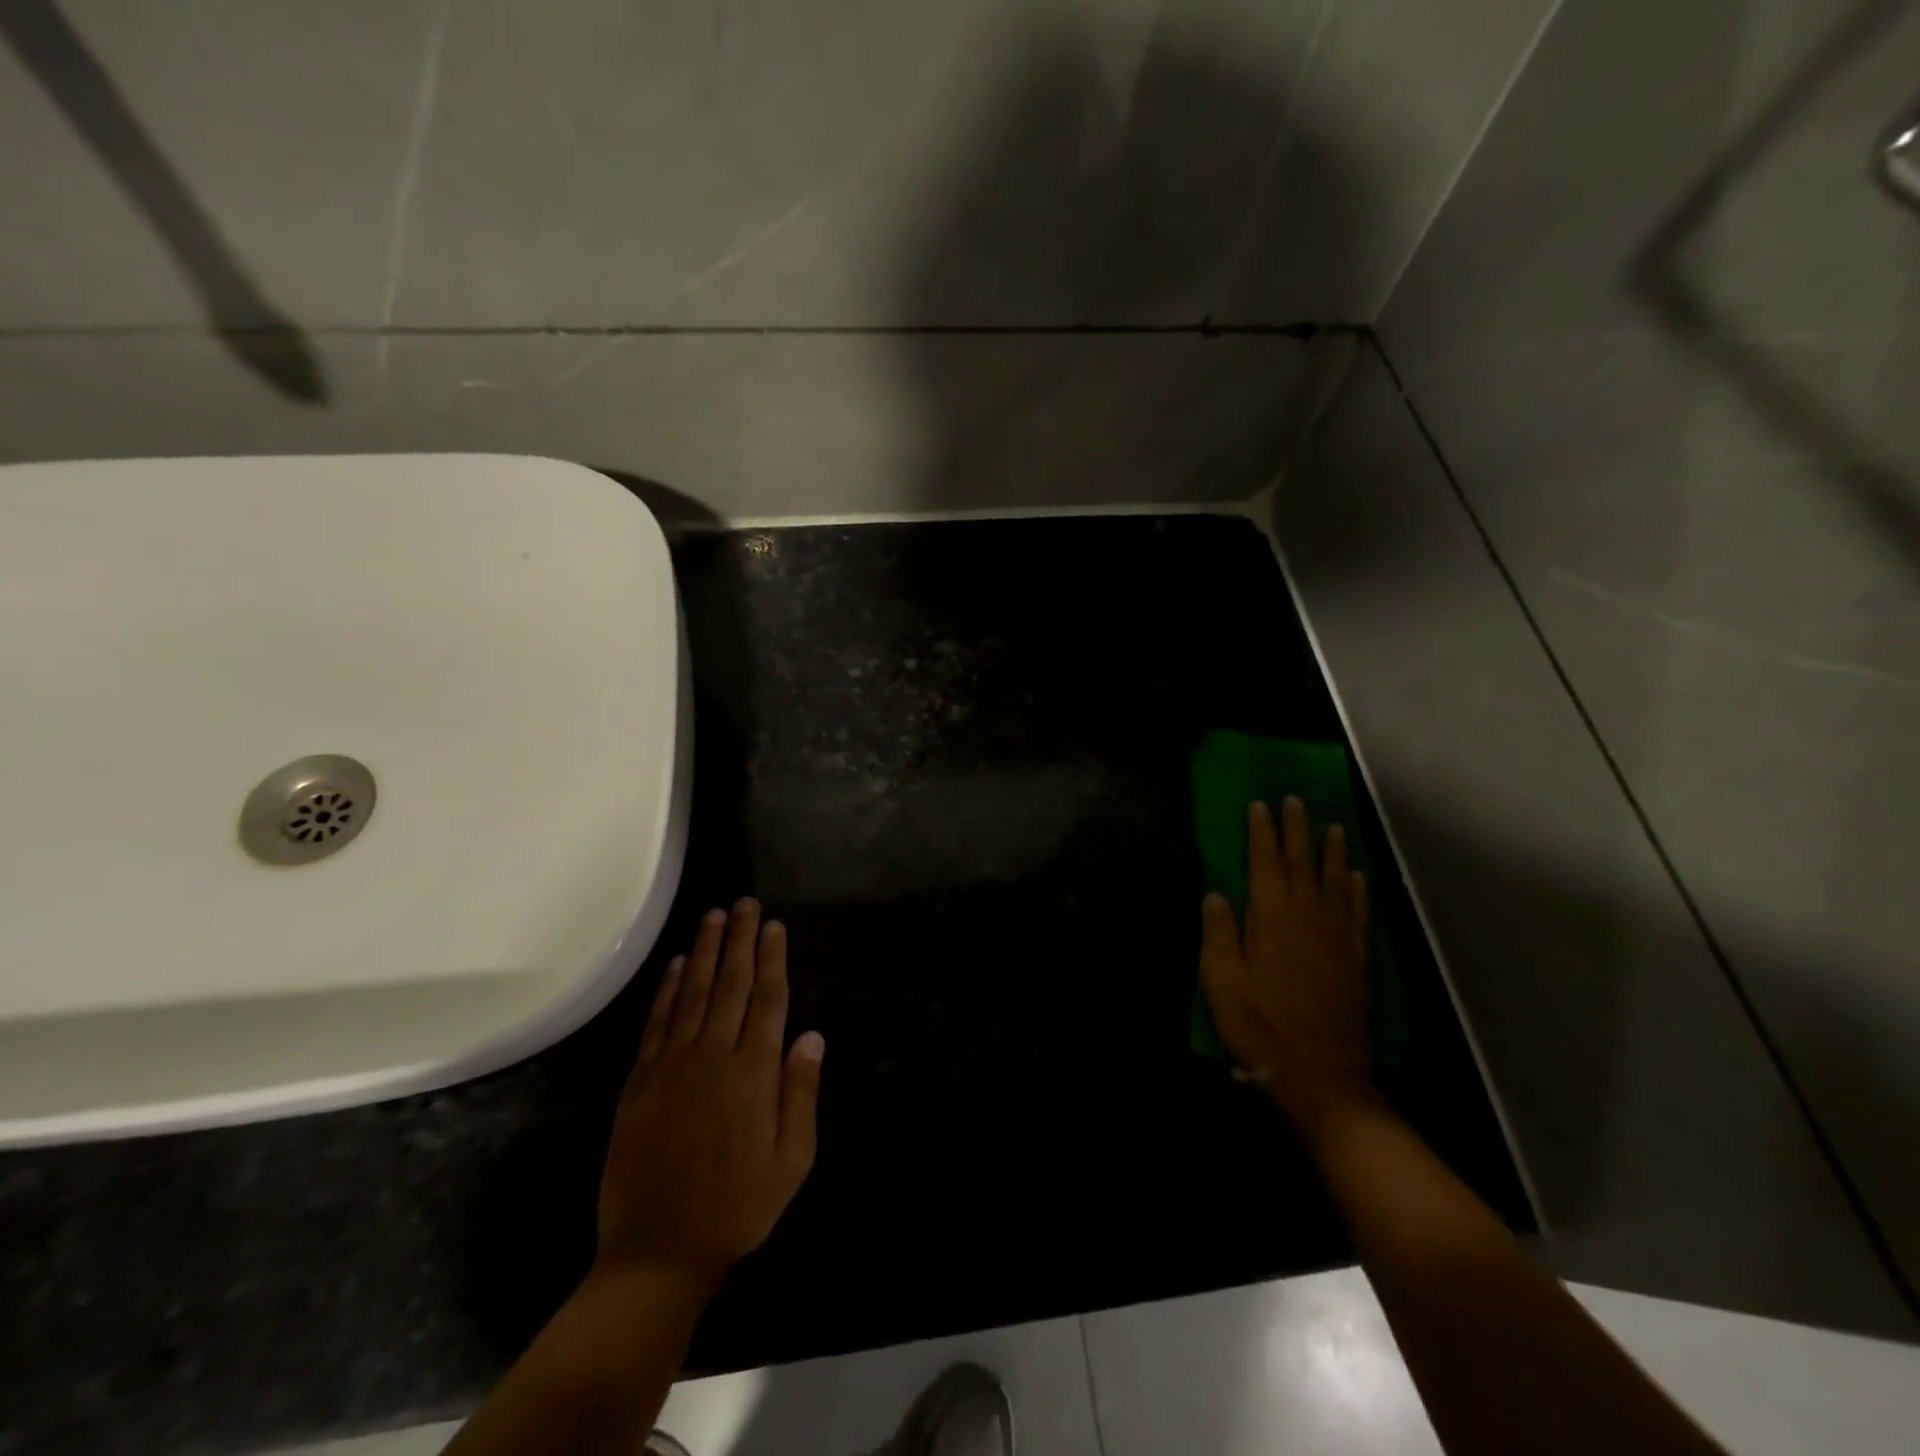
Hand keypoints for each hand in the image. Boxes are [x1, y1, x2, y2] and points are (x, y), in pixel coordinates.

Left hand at [595, 899, 824, 1292]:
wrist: (658, 1252)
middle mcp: (714, 1055)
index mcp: (754, 1072)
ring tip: (714, 916)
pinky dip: (668, 988)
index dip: (773, 958)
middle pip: (732, 984)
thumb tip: (812, 1035)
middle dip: (740, 940)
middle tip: (745, 903)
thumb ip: (802, 1093)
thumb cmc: (738, 1207)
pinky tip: (678, 964)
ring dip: (707, 951)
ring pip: (695, 992)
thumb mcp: (792, 1160)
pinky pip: (658, 1021)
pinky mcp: (640, 1080)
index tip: (774, 925)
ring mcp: (673, 1065)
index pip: (769, 999)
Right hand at [1199, 798, 1376, 1142]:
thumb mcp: (1222, 983)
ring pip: (1335, 881)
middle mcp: (1308, 917)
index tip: (1259, 804)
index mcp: (1272, 918)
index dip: (1261, 832)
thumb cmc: (1261, 1029)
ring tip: (1332, 825)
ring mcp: (1337, 937)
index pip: (1265, 863)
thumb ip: (1218, 934)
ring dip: (1332, 851)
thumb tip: (1215, 894)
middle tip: (1295, 800)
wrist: (1323, 1077)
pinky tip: (1357, 876)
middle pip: (1302, 863)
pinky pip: (1358, 913)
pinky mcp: (1355, 959)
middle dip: (1296, 829)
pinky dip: (1357, 890)